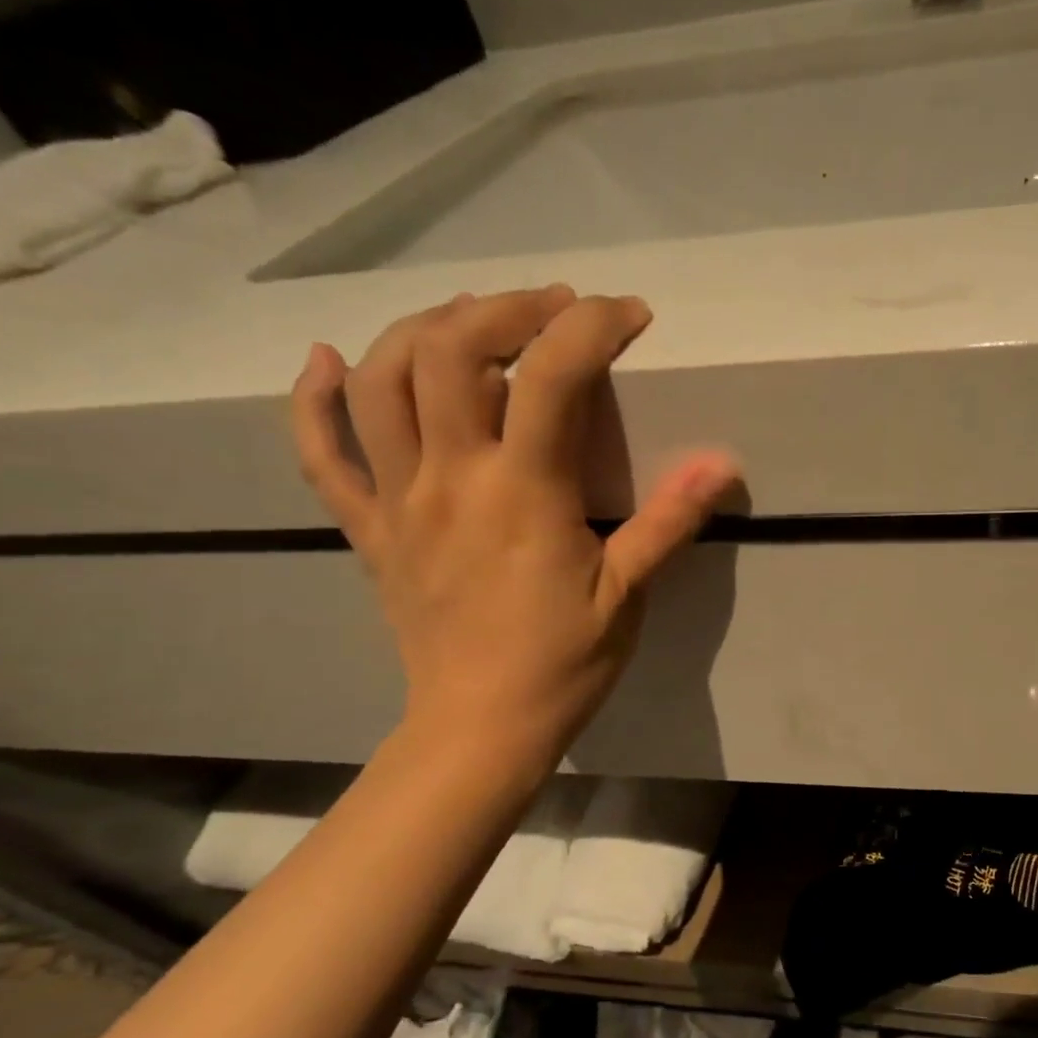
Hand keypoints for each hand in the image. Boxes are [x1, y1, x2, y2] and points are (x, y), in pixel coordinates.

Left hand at [291, 286, 736, 759]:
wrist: (480, 728)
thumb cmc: (563, 664)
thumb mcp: (627, 594)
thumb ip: (669, 521)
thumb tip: (723, 462)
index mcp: (523, 493)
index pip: (552, 376)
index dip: (592, 326)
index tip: (628, 315)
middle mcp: (450, 478)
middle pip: (451, 351)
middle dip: (505, 309)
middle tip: (551, 310)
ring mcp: (398, 500)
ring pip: (382, 381)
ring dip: (424, 330)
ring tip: (472, 322)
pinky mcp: (370, 530)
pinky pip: (322, 455)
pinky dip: (314, 400)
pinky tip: (326, 362)